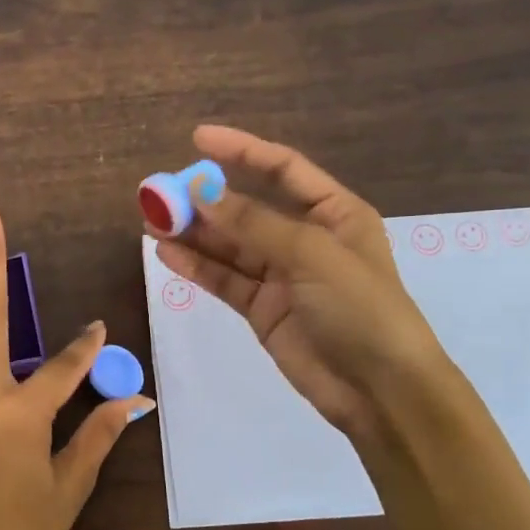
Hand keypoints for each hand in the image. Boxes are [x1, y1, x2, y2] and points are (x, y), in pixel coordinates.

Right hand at [150, 125, 450, 443]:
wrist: (379, 390)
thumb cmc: (360, 308)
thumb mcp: (311, 255)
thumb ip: (252, 223)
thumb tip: (199, 190)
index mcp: (334, 213)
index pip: (282, 169)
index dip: (241, 150)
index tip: (197, 138)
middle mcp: (306, 238)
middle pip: (247, 209)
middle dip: (204, 200)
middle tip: (158, 192)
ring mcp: (282, 276)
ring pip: (229, 246)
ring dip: (193, 233)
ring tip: (151, 221)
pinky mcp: (263, 309)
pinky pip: (224, 280)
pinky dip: (196, 267)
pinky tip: (166, 254)